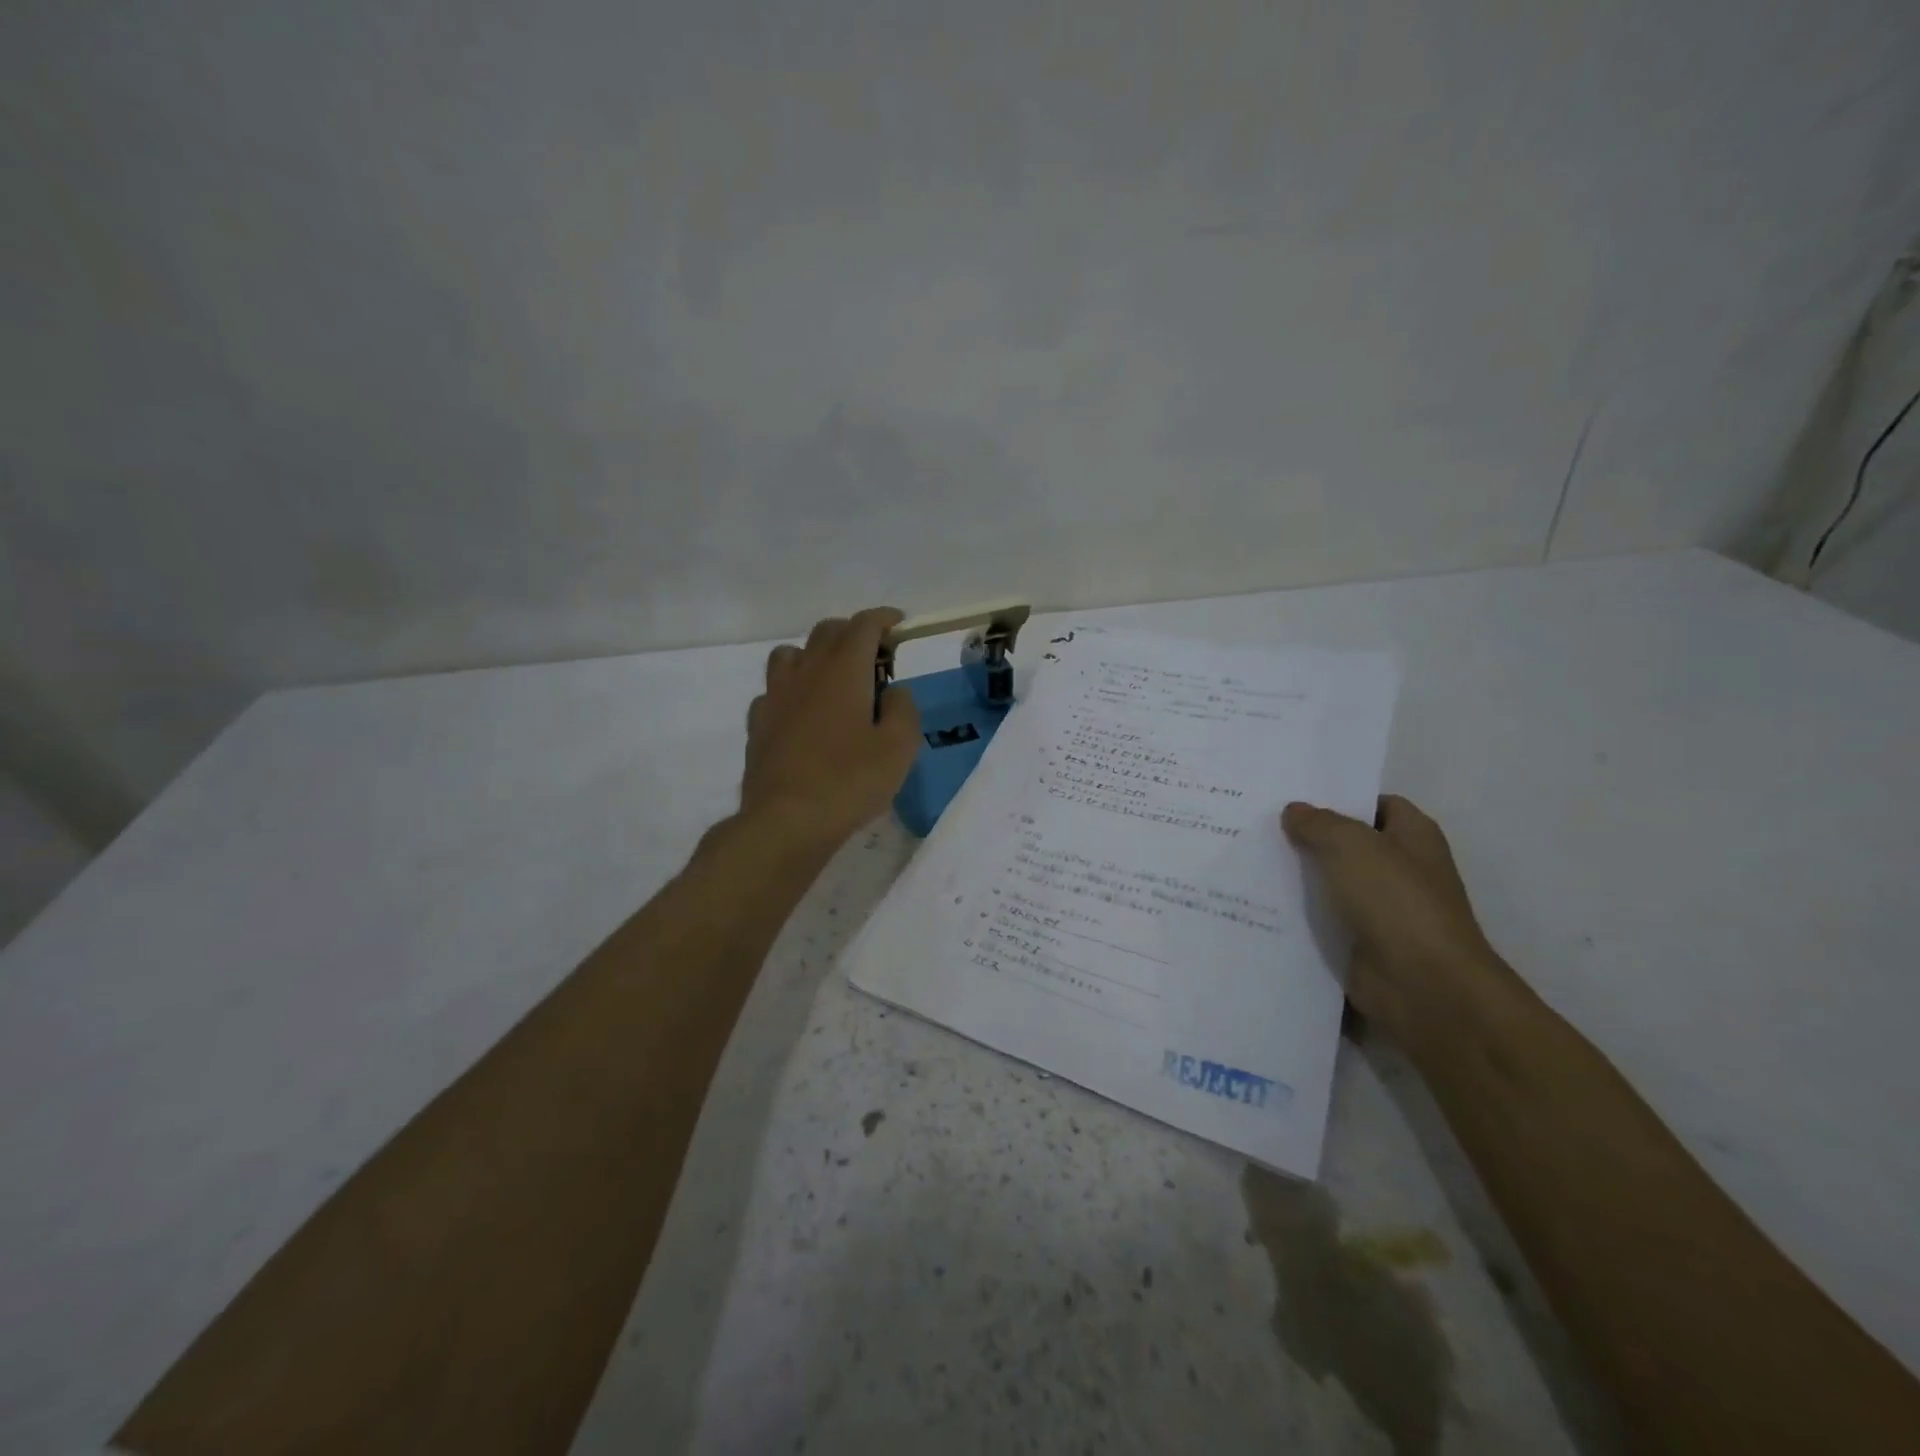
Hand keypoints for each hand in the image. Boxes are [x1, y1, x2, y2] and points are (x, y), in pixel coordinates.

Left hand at [741, 608, 922, 846]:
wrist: (787, 820)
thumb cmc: (850, 780)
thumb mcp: (899, 747)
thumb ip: (904, 709)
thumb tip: (894, 691)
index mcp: (843, 670)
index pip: (863, 625)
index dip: (883, 618)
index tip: (898, 623)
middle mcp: (806, 672)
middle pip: (826, 632)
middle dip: (853, 633)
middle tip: (875, 657)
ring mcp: (775, 696)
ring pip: (792, 653)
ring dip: (815, 655)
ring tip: (833, 679)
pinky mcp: (758, 723)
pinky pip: (774, 690)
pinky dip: (792, 690)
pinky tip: (802, 714)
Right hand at [1282, 794, 1515, 1055]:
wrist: (1423, 986)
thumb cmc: (1395, 900)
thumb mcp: (1350, 845)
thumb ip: (1318, 823)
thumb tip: (1293, 811)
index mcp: (1413, 836)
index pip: (1375, 804)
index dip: (1339, 797)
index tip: (1292, 795)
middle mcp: (1401, 869)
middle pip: (1347, 843)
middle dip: (1308, 835)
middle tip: (1257, 822)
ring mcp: (1381, 909)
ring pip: (1330, 882)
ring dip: (1297, 875)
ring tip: (1247, 857)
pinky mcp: (1360, 942)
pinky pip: (1322, 919)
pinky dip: (1296, 913)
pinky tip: (1258, 900)